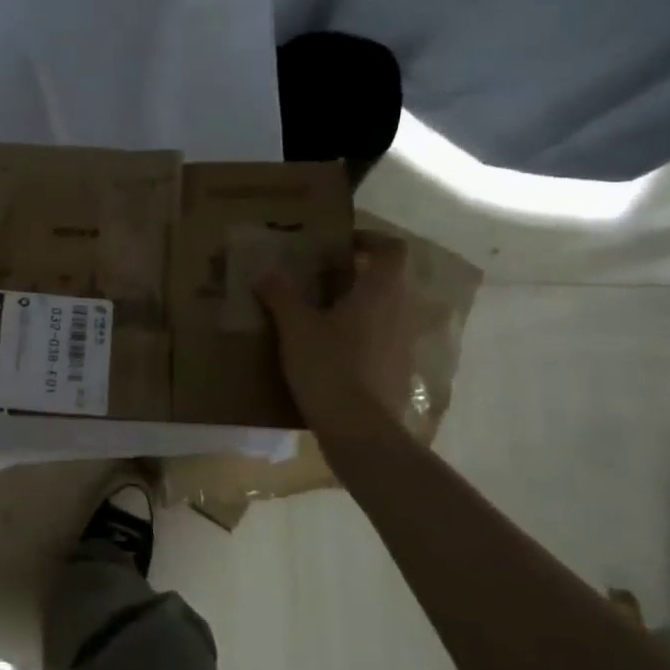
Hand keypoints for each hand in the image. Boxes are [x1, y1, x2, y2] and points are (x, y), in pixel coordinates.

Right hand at [254, 232, 412, 422]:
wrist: (360, 430)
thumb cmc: (330, 367)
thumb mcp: (295, 328)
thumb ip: (281, 295)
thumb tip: (265, 271)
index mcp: (381, 292)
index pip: (391, 249)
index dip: (369, 240)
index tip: (340, 243)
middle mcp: (401, 311)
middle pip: (387, 280)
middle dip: (356, 274)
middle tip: (319, 277)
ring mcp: (404, 343)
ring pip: (384, 310)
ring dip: (358, 305)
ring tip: (319, 313)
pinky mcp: (398, 371)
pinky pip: (381, 339)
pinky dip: (360, 334)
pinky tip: (330, 350)